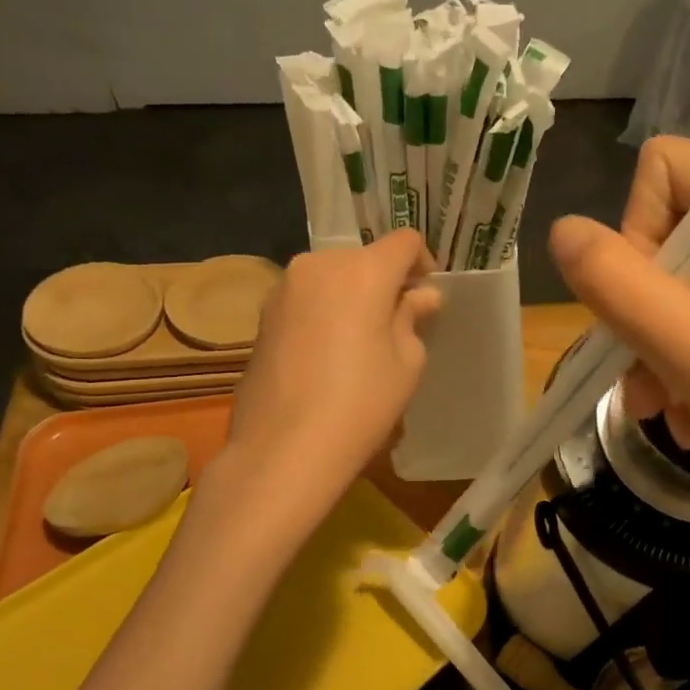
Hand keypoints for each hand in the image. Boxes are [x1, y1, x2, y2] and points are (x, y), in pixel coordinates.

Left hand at [225, 231, 440, 512]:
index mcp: (362, 270)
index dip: (423, 264)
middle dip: (385, 283)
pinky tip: (328, 357)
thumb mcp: (407, 363)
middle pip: (364, 259)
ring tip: (360, 345)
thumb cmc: (361, 403)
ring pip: (332, 278)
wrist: (284, 448)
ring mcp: (284, 288)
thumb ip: (412, 318)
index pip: (404, 242)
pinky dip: (325, 314)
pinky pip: (307, 300)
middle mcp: (318, 265)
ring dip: (352, 298)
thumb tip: (419, 297)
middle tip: (397, 326)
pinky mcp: (263, 316)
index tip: (427, 298)